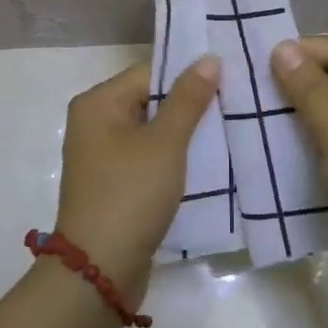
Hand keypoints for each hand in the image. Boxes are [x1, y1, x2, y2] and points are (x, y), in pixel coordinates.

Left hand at [55, 55, 220, 297]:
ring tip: (227, 131)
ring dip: (184, 134)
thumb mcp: (166, 142)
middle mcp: (94, 122)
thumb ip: (188, 98)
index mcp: (98, 103)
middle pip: (150, 100)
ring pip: (151, 131)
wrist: (99, 269)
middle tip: (234, 105)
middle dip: (189, 105)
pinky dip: (171, 159)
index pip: (149, 72)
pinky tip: (205, 163)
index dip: (188, 75)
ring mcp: (101, 156)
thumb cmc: (131, 194)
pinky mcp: (113, 183)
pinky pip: (146, 158)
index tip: (228, 80)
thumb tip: (209, 58)